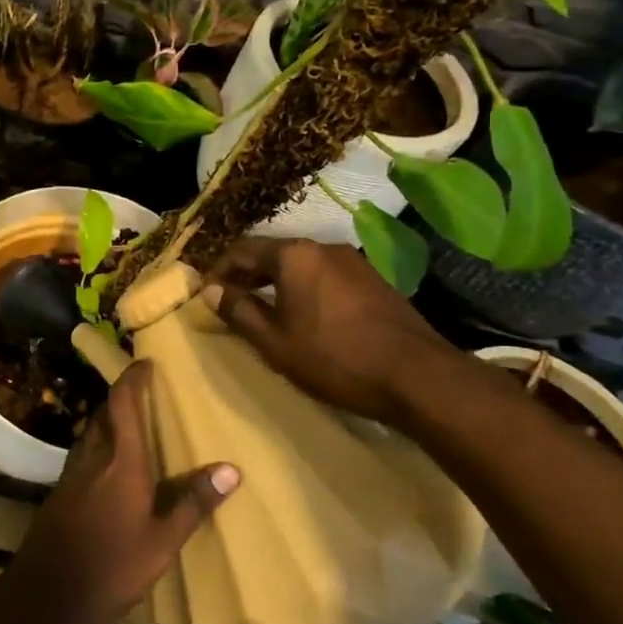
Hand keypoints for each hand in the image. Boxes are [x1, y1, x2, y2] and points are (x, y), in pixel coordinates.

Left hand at [7, 361, 239, 623]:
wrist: (48, 592)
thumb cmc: (112, 565)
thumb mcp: (162, 542)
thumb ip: (193, 503)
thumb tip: (232, 469)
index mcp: (122, 462)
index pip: (123, 403)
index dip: (132, 378)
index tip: (145, 363)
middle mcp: (93, 457)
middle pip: (104, 414)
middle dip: (121, 399)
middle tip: (144, 396)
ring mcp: (72, 474)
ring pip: (90, 433)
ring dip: (108, 422)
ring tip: (131, 428)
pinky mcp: (60, 492)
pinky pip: (83, 454)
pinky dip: (98, 446)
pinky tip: (109, 467)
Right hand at [203, 237, 465, 426]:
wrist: (417, 376)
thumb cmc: (334, 357)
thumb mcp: (275, 341)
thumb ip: (239, 312)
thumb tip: (210, 290)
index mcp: (294, 255)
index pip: (241, 249)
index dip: (218, 270)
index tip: (205, 293)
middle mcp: (322, 247)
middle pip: (272, 253)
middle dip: (247, 275)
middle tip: (230, 302)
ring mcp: (353, 261)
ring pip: (300, 265)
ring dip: (276, 283)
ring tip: (264, 311)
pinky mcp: (373, 280)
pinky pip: (324, 276)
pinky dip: (303, 289)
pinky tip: (304, 317)